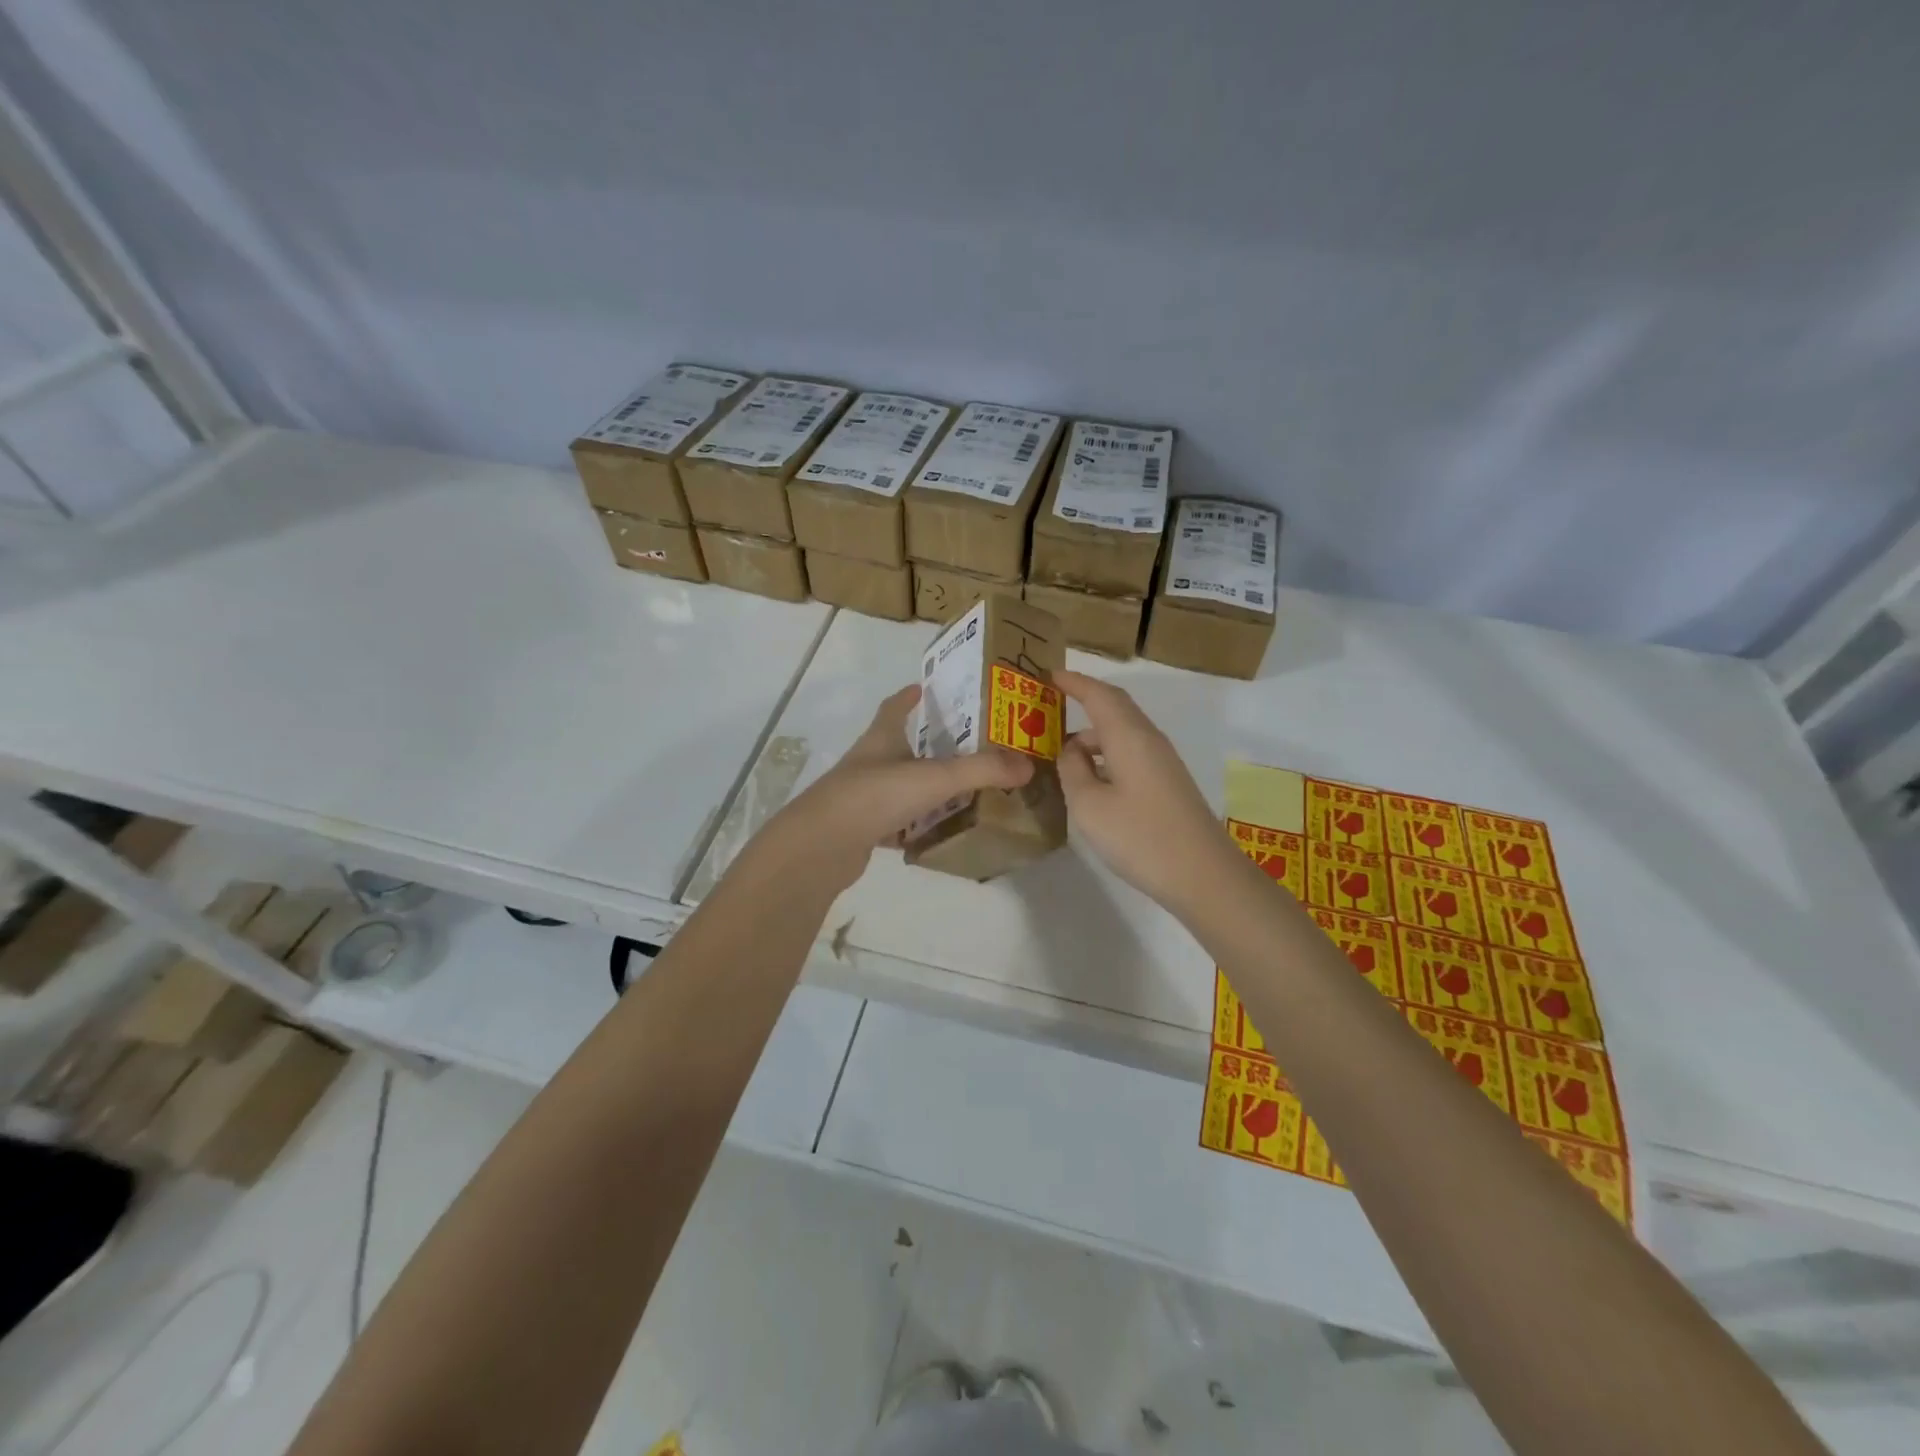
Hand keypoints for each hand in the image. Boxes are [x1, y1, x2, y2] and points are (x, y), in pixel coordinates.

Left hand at [766, 685, 1032, 889]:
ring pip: (896, 783)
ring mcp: (862, 796)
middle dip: (925, 742)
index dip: (909, 696)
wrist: (822, 845)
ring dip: (920, 783)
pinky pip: (892, 820)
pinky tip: (932, 832)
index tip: (925, 687)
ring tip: (957, 788)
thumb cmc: (877, 795)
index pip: (894, 707)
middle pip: (896, 744)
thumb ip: (982, 770)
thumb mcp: (935, 777)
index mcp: (882, 738)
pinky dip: (911, 823)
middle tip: (964, 744)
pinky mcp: (860, 828)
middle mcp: (869, 762)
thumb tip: (1028, 764)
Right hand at [1055, 670, 1241, 912]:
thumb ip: (1073, 771)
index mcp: (1129, 736)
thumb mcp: (1089, 805)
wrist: (1204, 875)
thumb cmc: (1140, 837)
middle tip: (1051, 704)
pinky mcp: (1168, 783)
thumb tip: (1071, 751)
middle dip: (1084, 699)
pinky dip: (1106, 752)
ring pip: (1124, 731)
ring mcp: (1162, 762)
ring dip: (1093, 732)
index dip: (1073, 682)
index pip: (1098, 695)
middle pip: (1115, 706)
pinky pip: (1131, 751)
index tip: (1048, 675)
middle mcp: (1149, 740)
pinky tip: (1092, 777)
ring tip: (1062, 750)